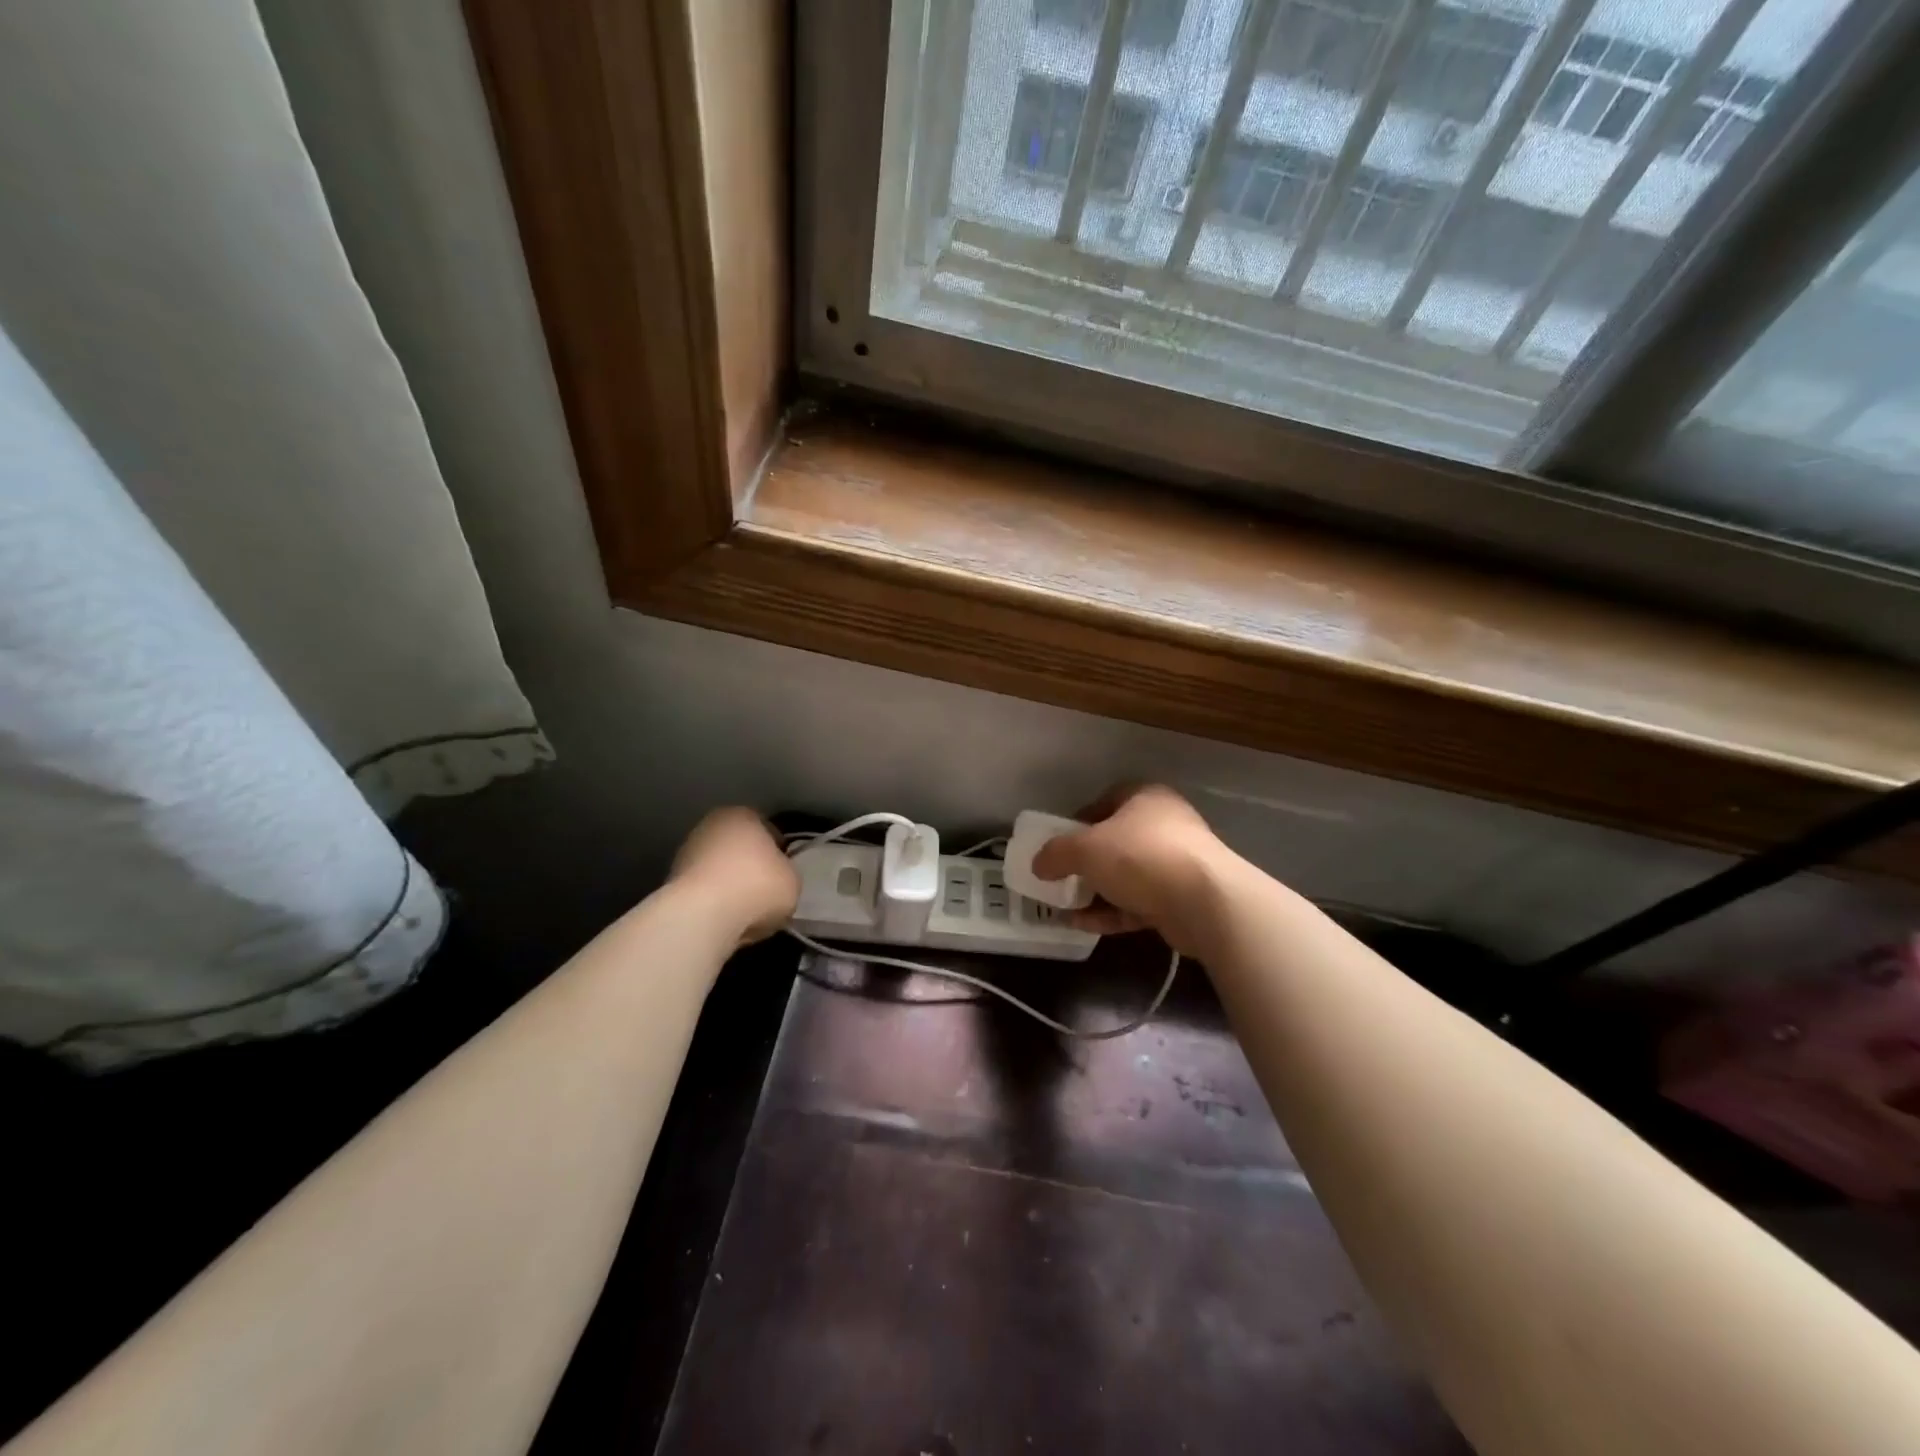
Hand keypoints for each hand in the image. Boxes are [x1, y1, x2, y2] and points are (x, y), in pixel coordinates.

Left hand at [669, 808, 798, 943]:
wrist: (701, 916)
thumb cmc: (756, 887)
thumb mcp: (792, 880)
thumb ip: (785, 872)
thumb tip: (775, 878)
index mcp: (742, 815)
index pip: (767, 829)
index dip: (778, 851)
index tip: (783, 872)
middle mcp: (710, 825)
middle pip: (738, 847)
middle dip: (749, 866)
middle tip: (764, 892)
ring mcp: (686, 853)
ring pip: (717, 869)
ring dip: (728, 885)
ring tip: (744, 912)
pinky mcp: (670, 882)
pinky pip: (702, 891)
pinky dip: (712, 902)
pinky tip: (724, 919)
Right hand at [1030, 785, 1236, 956]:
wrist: (1205, 902)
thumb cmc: (1140, 856)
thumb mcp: (1085, 848)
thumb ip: (1056, 854)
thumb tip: (1038, 864)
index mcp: (1145, 798)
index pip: (1105, 802)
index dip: (1077, 821)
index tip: (1058, 844)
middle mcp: (1165, 824)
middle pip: (1116, 841)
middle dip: (1086, 862)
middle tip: (1061, 877)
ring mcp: (1177, 863)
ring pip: (1127, 876)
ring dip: (1096, 891)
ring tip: (1065, 906)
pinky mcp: (1182, 899)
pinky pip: (1138, 903)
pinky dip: (1111, 912)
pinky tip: (1083, 924)